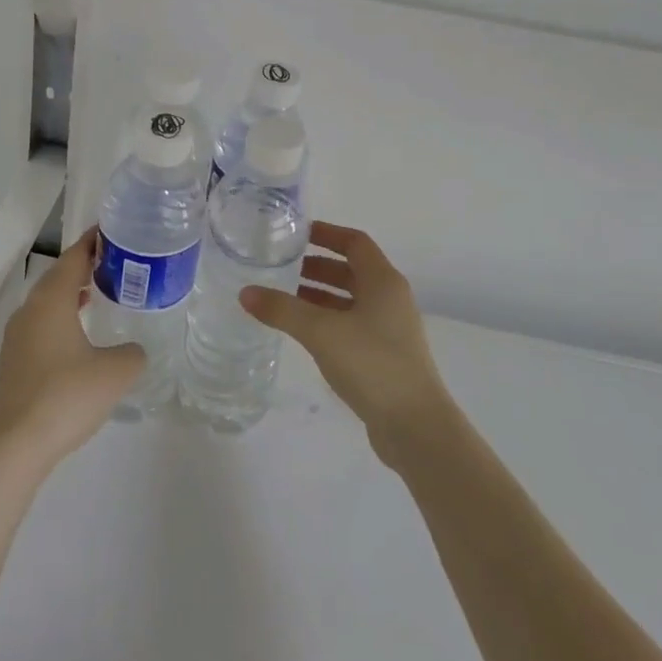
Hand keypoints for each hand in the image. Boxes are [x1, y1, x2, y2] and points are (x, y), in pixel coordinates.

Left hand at [0, 229, 144, 469]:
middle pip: (58, 277)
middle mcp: (30, 310)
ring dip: (71, 294)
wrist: (15, 445)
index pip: (74, 257)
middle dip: (84, 267)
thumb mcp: (116, 371)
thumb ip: (133, 353)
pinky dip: (61, 319)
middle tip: (114, 264)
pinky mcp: (13, 362)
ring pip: (47, 303)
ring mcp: (17, 337)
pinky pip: (41, 326)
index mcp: (52, 300)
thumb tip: (133, 351)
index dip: (93, 242)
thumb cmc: (67, 396)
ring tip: (98, 294)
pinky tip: (78, 338)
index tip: (113, 232)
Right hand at [243, 221, 452, 465]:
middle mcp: (390, 299)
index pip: (355, 242)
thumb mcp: (321, 331)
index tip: (297, 234)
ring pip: (350, 300)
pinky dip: (328, 320)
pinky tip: (304, 333)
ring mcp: (390, 329)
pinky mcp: (385, 356)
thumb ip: (282, 310)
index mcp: (383, 281)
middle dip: (317, 266)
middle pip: (352, 270)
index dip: (327, 234)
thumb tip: (245, 293)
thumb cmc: (372, 364)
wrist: (416, 426)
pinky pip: (352, 325)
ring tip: (285, 298)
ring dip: (321, 295)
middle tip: (282, 267)